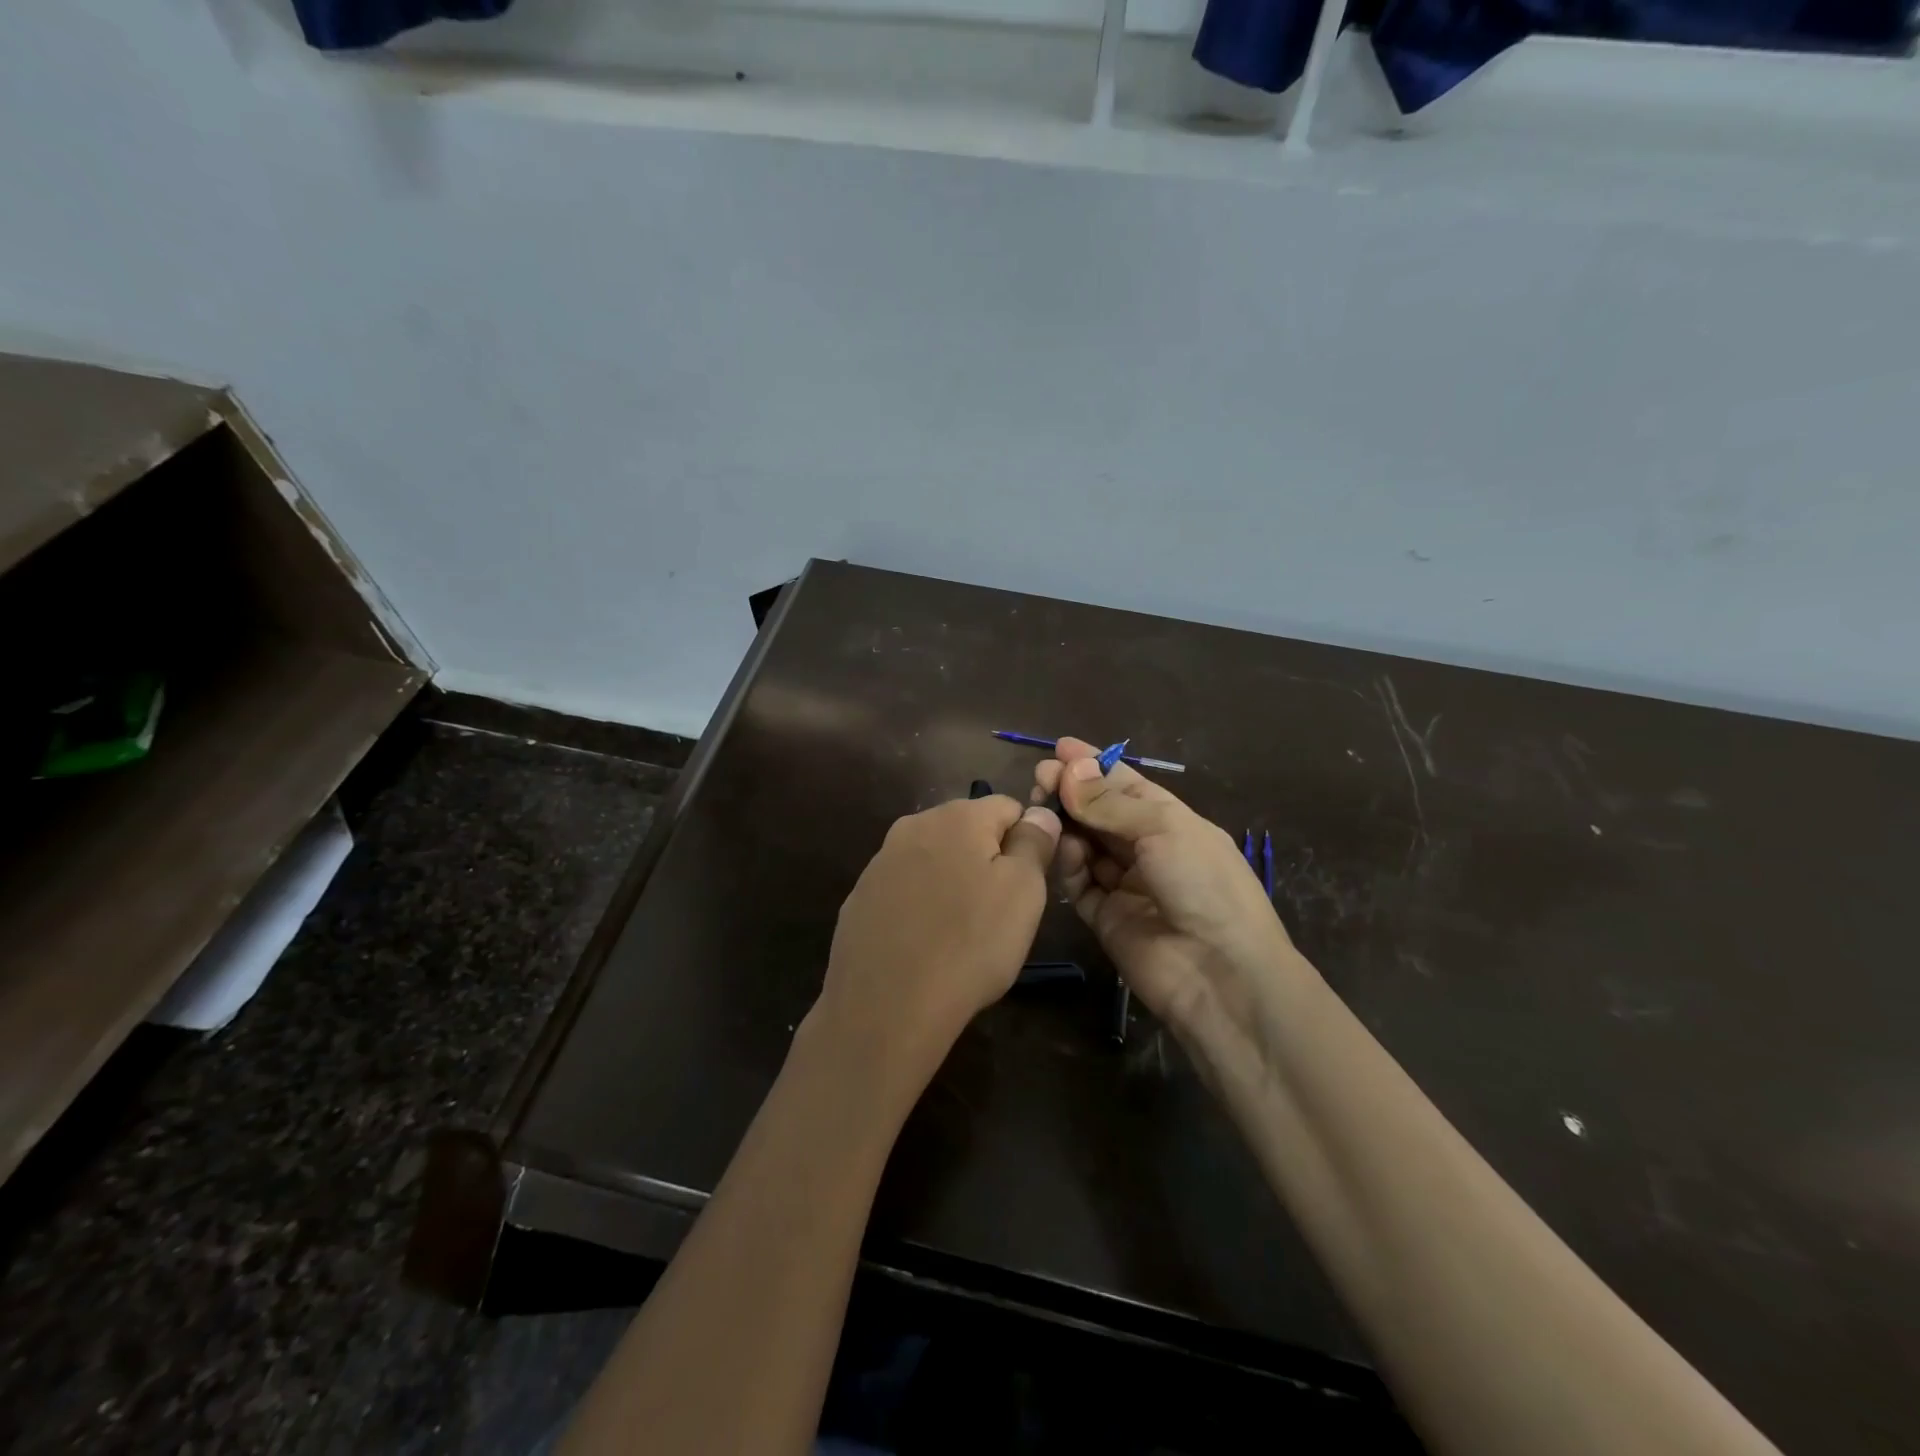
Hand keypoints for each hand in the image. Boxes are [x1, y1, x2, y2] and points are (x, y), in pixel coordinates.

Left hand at [806, 794, 1061, 1101]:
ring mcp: (880, 861)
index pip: (1008, 807)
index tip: (1026, 886)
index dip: (1026, 842)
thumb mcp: (1024, 892)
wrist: (887, 1006)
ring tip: (959, 932)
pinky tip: (923, 943)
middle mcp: (913, 825)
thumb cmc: (970, 944)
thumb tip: (1039, 812)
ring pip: (934, 859)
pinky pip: (904, 889)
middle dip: (986, 860)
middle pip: (967, 830)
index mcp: (957, 816)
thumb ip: (1034, 842)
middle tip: (997, 912)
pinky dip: (919, 906)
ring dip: (952, 882)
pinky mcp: (860, 897)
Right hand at [1036, 738, 1313, 1091]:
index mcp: (1172, 822)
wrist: (1220, 974)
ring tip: (1041, 803)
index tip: (1059, 747)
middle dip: (1073, 791)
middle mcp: (1148, 850)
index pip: (1127, 785)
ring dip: (1066, 823)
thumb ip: (1110, 802)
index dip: (1095, 766)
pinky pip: (1080, 882)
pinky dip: (1069, 863)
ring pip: (1086, 845)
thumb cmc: (1203, 885)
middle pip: (1101, 813)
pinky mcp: (1106, 918)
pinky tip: (1062, 846)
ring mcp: (1126, 885)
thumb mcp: (1163, 829)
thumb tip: (1069, 769)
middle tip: (1040, 775)